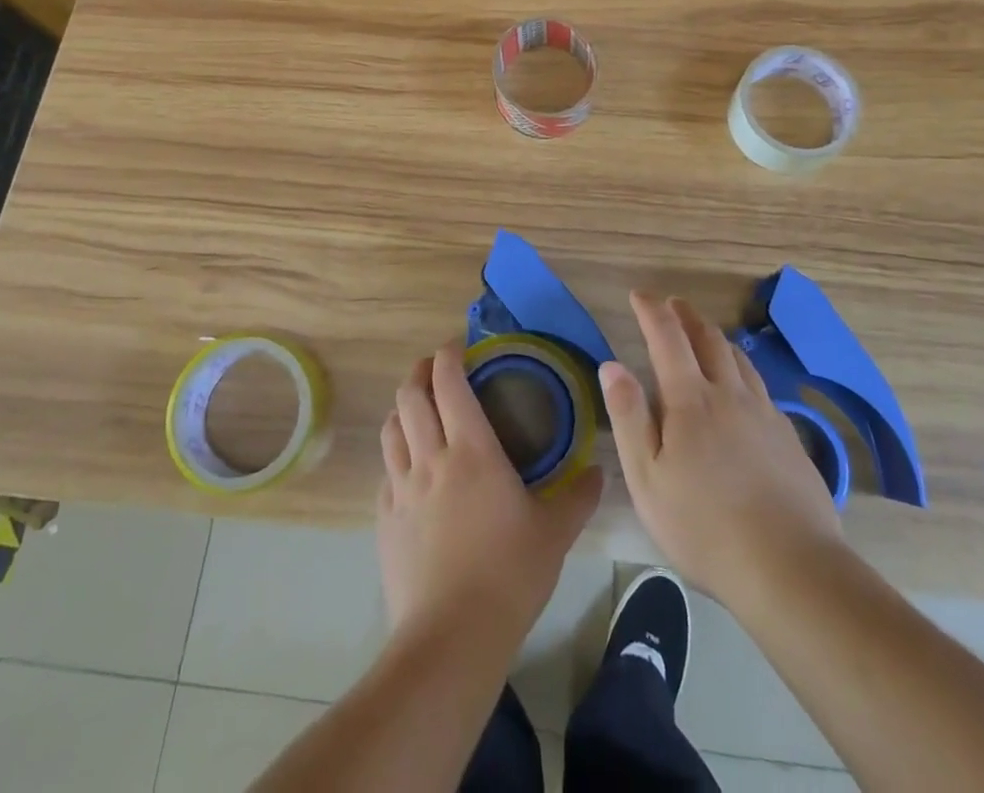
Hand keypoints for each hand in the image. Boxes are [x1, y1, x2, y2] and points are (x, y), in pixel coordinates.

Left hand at [377, 342, 602, 644]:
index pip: (449, 383)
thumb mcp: (554, 534)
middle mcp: (431, 457)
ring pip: (391, 429)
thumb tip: (598, 472)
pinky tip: (408, 468)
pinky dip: (395, 455)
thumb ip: (577, 497)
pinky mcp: (384, 519)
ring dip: (402, 408)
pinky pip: (386, 472)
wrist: (451, 638)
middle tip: (435, 368)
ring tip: (417, 408)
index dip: (448, 355)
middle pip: (410, 396)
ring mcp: (402, 488)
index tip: (457, 346)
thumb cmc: (509, 575)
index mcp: (472, 449)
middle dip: (419, 372)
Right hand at [601, 292, 841, 607]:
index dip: (652, 310)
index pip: (667, 337)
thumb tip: (612, 364)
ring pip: (739, 359)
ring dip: (716, 337)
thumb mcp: (647, 478)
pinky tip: (741, 388)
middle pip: (709, 338)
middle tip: (672, 304)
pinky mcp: (788, 438)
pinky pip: (760, 386)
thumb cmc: (704, 526)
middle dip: (687, 315)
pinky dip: (742, 370)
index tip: (639, 295)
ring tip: (704, 334)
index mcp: (691, 399)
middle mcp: (730, 394)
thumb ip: (629, 416)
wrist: (790, 568)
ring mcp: (764, 414)